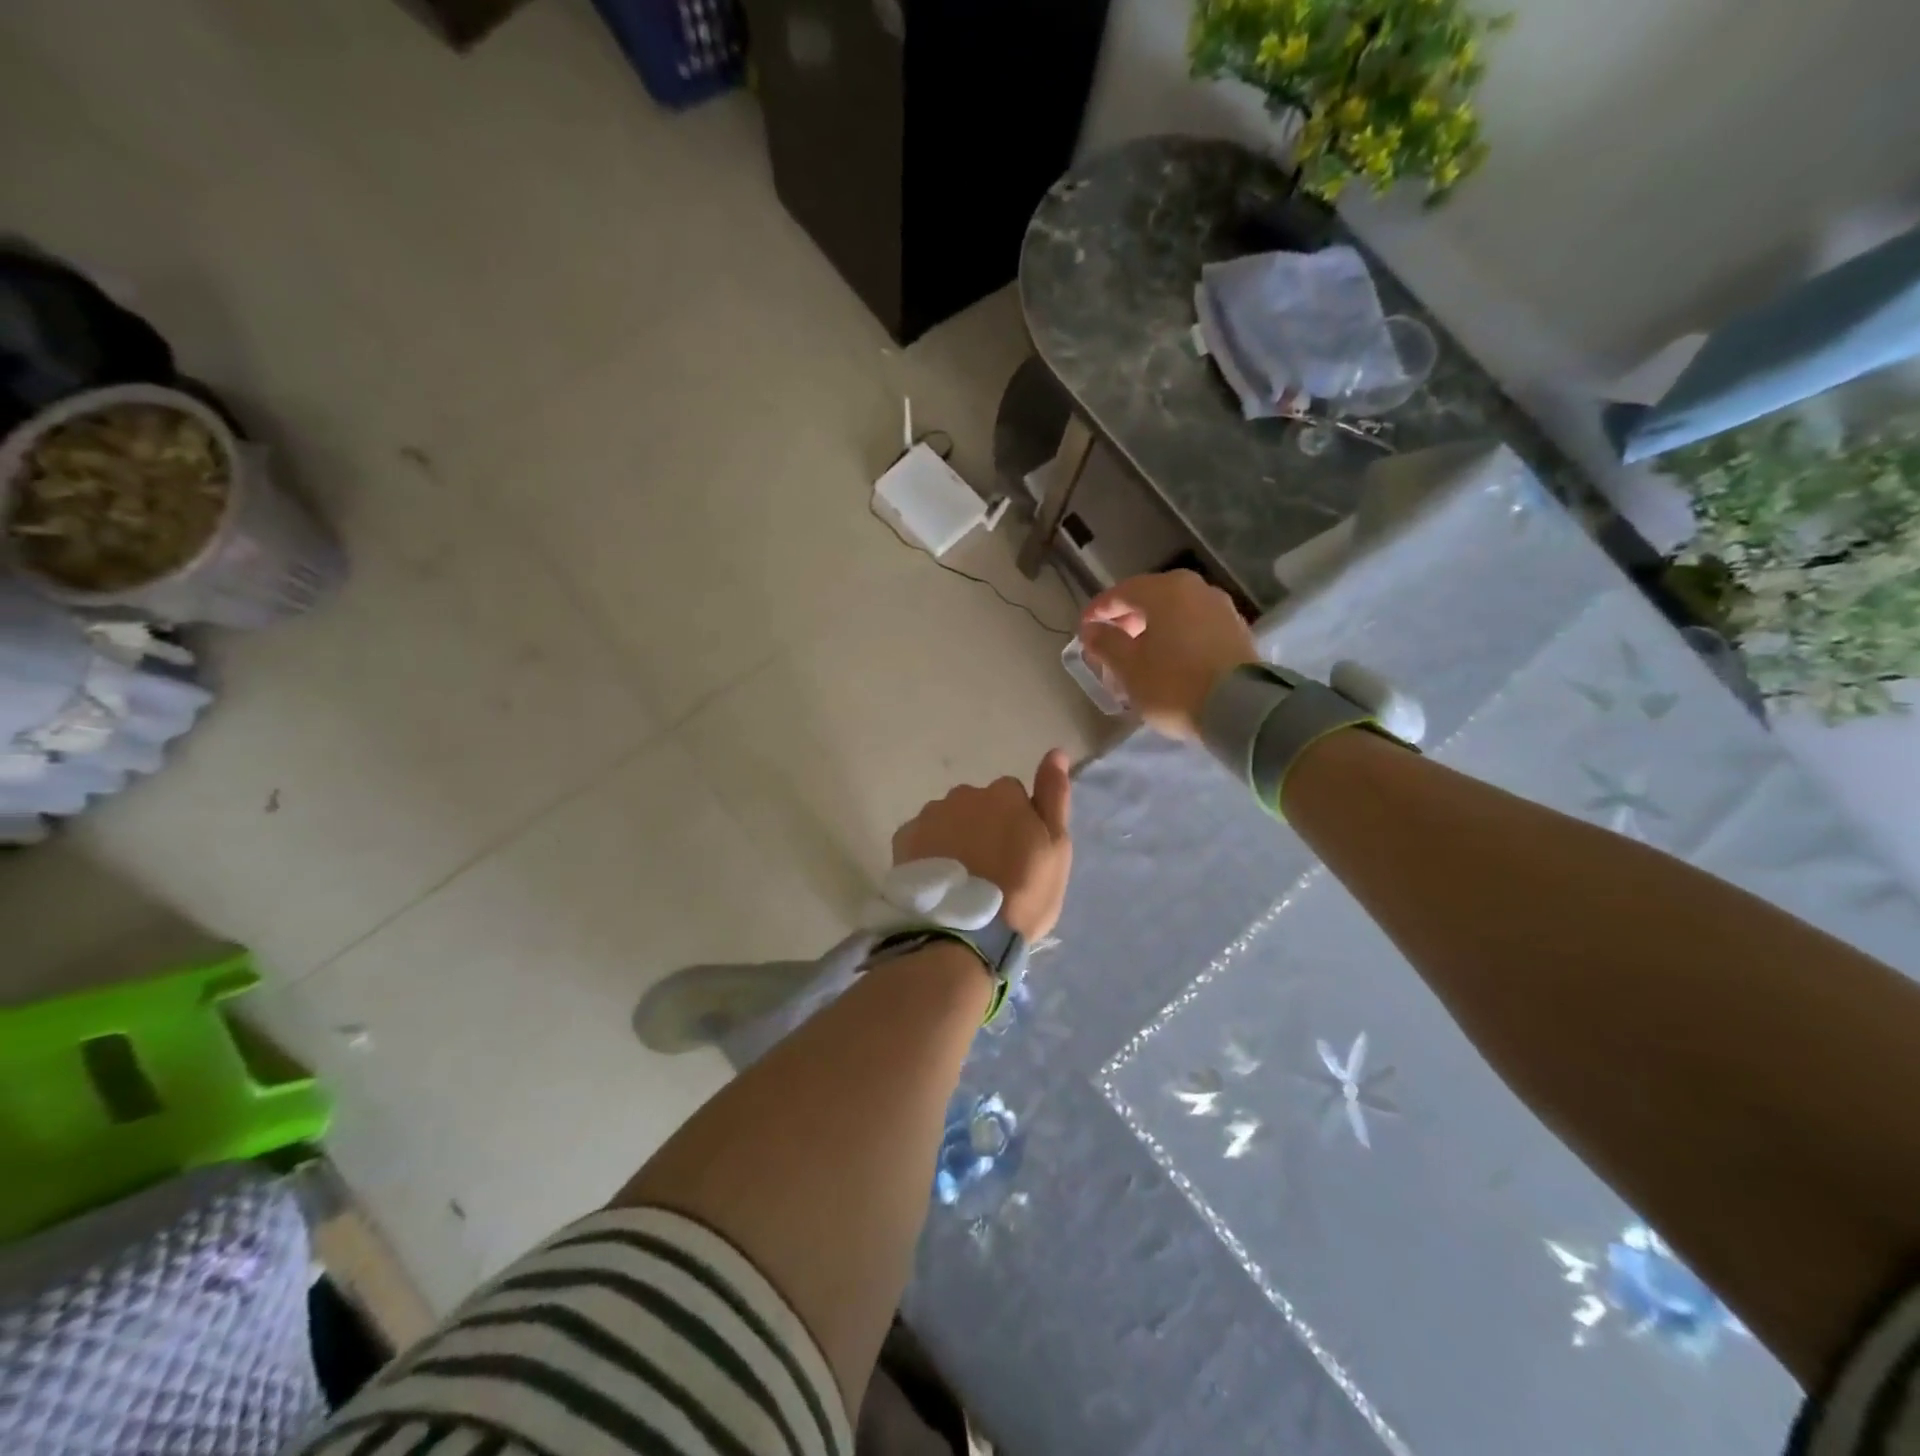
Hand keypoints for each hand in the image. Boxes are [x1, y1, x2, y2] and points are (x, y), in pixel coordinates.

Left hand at [891, 750, 1072, 940]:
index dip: (1018, 825)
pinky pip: (922, 839)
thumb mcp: (1055, 848)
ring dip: (955, 839)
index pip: (1014, 796)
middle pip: (978, 806)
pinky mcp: (904, 839)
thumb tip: (1055, 752)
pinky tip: (938, 882)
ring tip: (962, 880)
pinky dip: (929, 853)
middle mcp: (964, 794)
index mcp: (1004, 794)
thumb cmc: (1022, 892)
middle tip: (990, 871)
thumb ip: (1054, 797)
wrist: (963, 933)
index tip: (1018, 856)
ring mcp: (930, 815)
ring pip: (948, 820)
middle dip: (983, 828)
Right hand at [1080, 570, 1258, 739]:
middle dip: (1126, 620)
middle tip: (1109, 644)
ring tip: (1138, 655)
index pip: (1120, 592)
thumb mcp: (1128, 667)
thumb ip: (1105, 642)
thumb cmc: (1173, 684)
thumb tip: (1092, 629)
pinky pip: (1195, 626)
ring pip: (1174, 612)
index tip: (1083, 630)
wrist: (1240, 710)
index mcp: (1165, 590)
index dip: (1098, 611)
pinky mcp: (1236, 631)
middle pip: (1150, 598)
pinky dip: (1176, 637)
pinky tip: (1168, 660)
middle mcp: (1195, 589)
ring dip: (1152, 629)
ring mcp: (1221, 608)